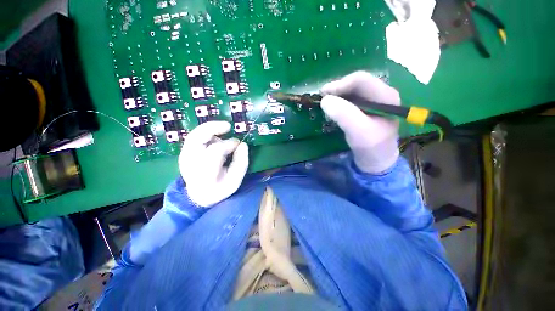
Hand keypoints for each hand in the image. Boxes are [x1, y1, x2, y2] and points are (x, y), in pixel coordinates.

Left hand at [179, 121, 248, 206]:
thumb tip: (243, 144)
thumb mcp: (235, 180)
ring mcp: (184, 157)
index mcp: (204, 174)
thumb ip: (241, 162)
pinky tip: (217, 137)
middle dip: (213, 128)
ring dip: (210, 129)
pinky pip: (195, 137)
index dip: (228, 144)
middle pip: (196, 138)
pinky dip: (207, 133)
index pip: (214, 152)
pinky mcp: (184, 153)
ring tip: (224, 130)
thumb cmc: (220, 189)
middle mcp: (190, 163)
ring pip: (194, 135)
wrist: (198, 196)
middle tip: (228, 126)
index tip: (239, 144)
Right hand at [320, 71, 399, 173]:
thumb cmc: (371, 148)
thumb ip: (343, 114)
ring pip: (351, 90)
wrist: (377, 161)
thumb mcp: (358, 132)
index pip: (361, 80)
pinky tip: (332, 109)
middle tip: (321, 99)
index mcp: (385, 96)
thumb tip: (325, 100)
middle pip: (356, 83)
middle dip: (337, 89)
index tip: (323, 95)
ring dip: (336, 95)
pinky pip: (350, 99)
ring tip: (325, 104)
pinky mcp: (365, 108)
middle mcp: (380, 94)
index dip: (340, 84)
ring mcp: (373, 101)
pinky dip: (338, 102)